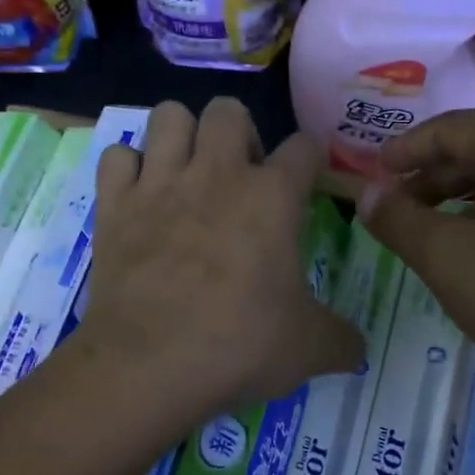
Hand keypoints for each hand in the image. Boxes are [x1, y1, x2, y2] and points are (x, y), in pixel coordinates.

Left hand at [75, 99, 363, 432]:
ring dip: (181, 135)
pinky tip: (138, 194)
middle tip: (240, 176)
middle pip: (229, 109)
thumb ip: (342, 340)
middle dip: (239, 132)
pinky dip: (127, 168)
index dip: (310, 160)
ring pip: (169, 116)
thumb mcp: (309, 349)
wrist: (150, 365)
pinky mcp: (114, 204)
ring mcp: (160, 183)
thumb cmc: (238, 347)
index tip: (307, 182)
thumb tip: (360, 350)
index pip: (304, 146)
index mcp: (272, 196)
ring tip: (187, 170)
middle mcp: (216, 173)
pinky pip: (116, 156)